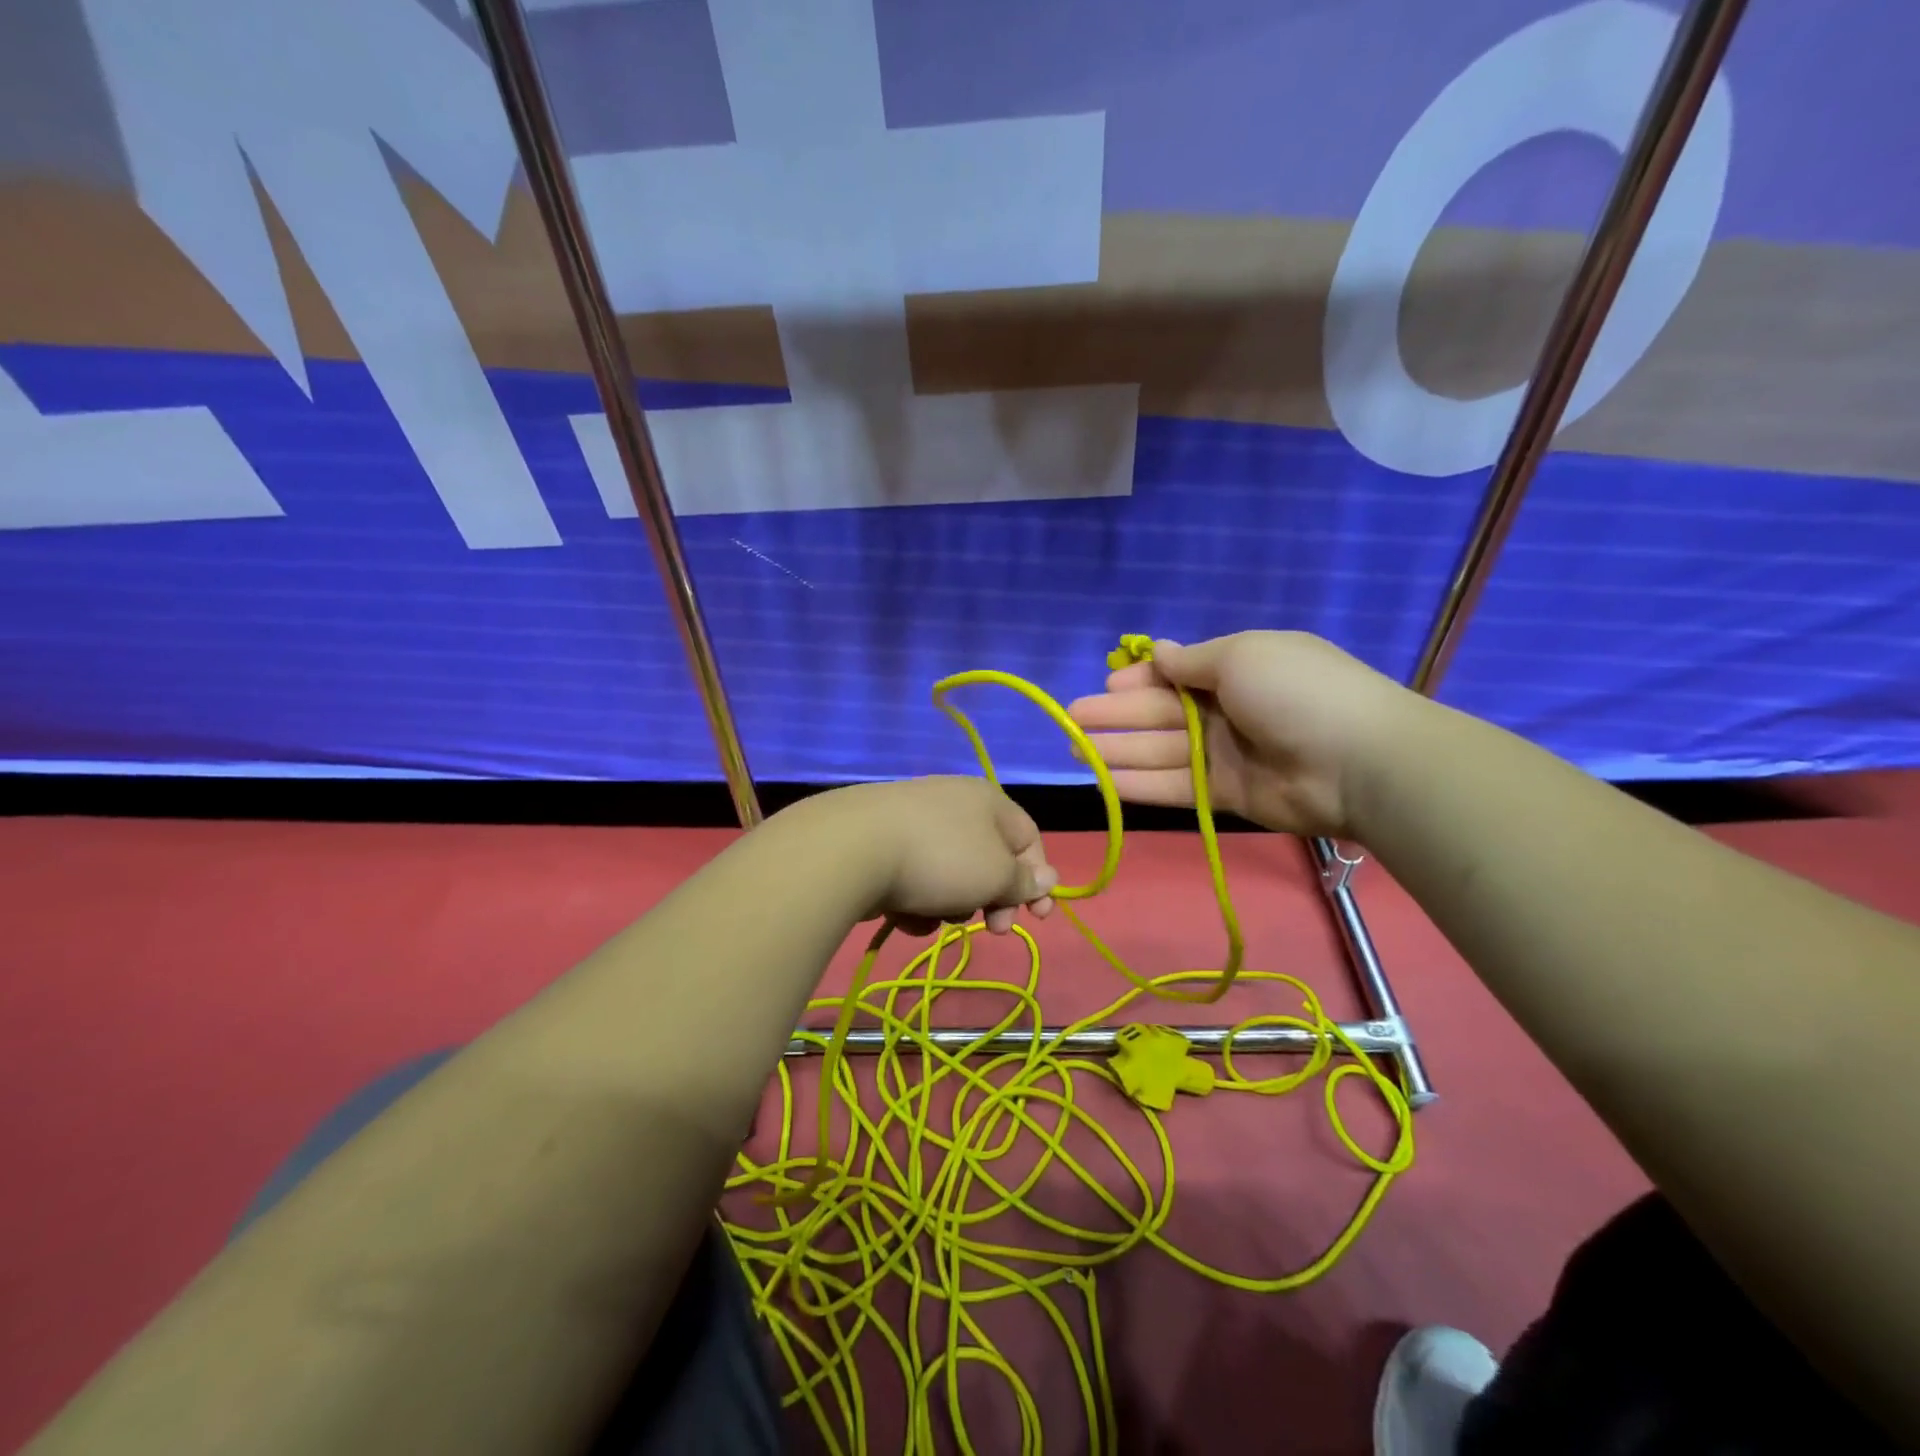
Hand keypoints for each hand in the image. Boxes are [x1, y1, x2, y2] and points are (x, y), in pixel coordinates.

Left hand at [809, 777, 1057, 936]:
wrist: (852, 850)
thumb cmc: (941, 858)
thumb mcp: (996, 875)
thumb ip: (1024, 881)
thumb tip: (1048, 878)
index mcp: (988, 800)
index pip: (1029, 839)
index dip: (1038, 880)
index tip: (1037, 919)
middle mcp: (953, 804)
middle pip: (988, 861)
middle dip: (991, 900)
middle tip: (990, 928)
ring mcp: (913, 824)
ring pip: (950, 876)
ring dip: (950, 905)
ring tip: (933, 915)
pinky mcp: (881, 846)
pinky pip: (914, 880)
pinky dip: (915, 902)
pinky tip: (902, 914)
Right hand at [1066, 632, 1425, 838]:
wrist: (1359, 762)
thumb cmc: (1296, 692)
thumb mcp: (1242, 656)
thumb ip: (1192, 660)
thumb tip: (1159, 652)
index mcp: (1236, 669)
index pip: (1176, 674)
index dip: (1140, 679)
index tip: (1107, 683)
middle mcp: (1228, 710)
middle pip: (1160, 713)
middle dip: (1115, 714)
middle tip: (1071, 719)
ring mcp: (1226, 755)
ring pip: (1160, 751)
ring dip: (1117, 750)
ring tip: (1073, 750)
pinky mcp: (1226, 795)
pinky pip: (1175, 787)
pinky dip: (1139, 785)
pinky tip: (1103, 782)